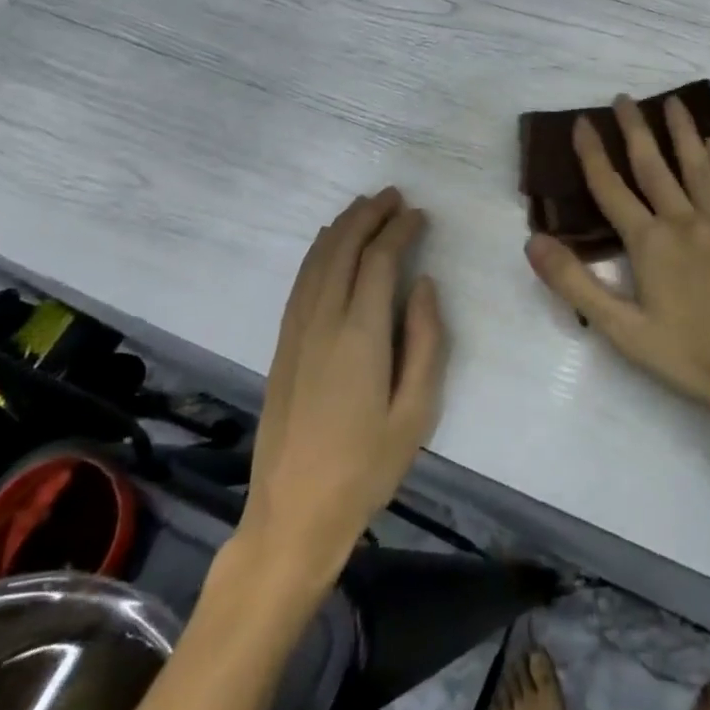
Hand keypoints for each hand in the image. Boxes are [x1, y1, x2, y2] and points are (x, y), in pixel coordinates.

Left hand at [240, 188, 448, 584]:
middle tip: (394, 196)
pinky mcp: (283, 345)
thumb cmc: (366, 467)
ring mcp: (296, 332)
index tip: (419, 214)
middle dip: (368, 216)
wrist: (293, 514)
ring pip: (317, 261)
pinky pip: (301, 282)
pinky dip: (318, 253)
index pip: (379, 261)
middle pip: (342, 249)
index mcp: (360, 335)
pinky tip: (329, 246)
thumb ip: (427, 341)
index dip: (399, 230)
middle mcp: (323, 321)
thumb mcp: (416, 411)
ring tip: (364, 207)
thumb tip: (425, 285)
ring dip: (341, 227)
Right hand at [524, 95, 709, 419]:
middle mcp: (684, 220)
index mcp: (650, 242)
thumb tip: (533, 242)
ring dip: (681, 131)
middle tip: (624, 98)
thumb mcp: (623, 330)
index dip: (592, 154)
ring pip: (696, 164)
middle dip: (635, 129)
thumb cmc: (692, 355)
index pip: (611, 188)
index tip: (582, 122)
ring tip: (672, 101)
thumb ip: (577, 284)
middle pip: (654, 164)